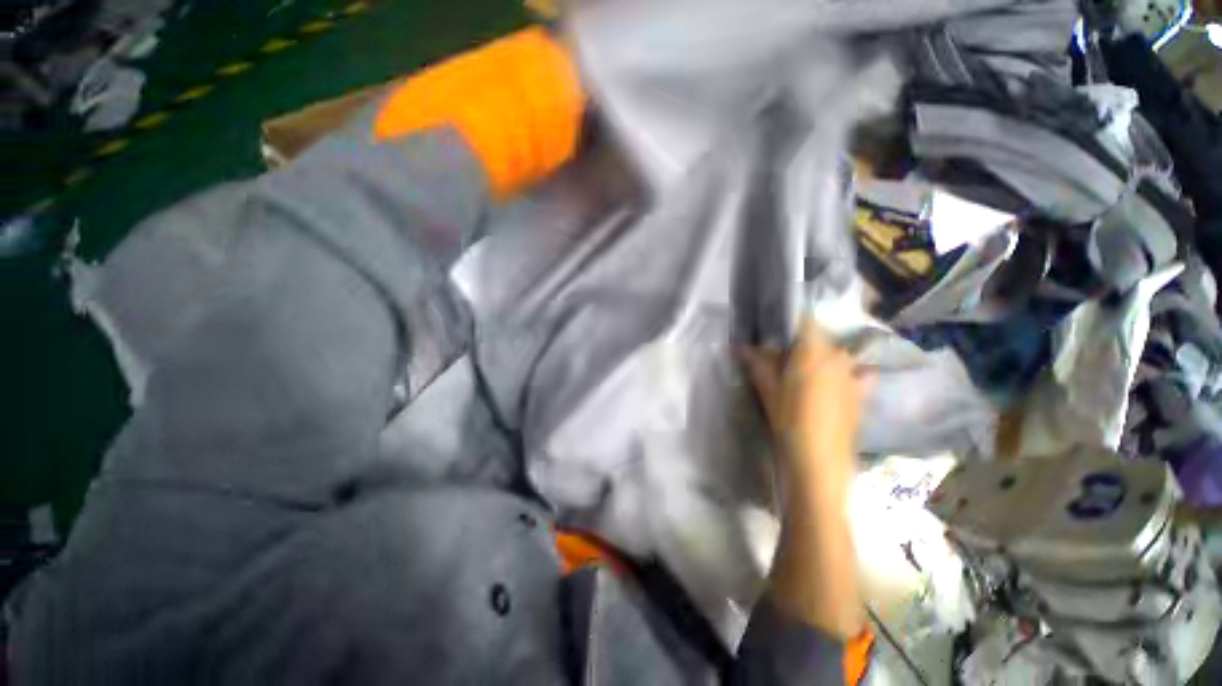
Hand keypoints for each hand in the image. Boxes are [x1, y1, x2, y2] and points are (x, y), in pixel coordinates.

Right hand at [740, 319, 868, 637]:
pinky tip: (834, 383)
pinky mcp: (861, 394)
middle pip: (817, 338)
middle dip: (797, 342)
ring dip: (817, 356)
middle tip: (777, 354)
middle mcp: (838, 356)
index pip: (803, 320)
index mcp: (814, 351)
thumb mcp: (767, 389)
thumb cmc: (789, 420)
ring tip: (800, 371)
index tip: (771, 326)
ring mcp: (854, 375)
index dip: (786, 319)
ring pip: (834, 354)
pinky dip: (844, 373)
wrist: (820, 463)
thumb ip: (755, 363)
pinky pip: (855, 373)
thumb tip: (738, 345)